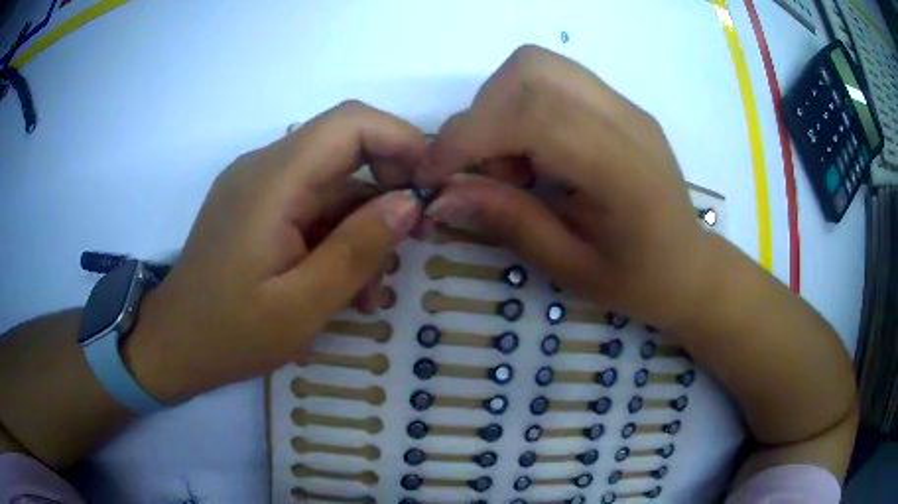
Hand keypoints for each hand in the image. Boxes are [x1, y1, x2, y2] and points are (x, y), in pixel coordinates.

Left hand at [127, 101, 426, 402]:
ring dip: (361, 224)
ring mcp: (257, 186)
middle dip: (388, 186)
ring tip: (371, 289)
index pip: (350, 123)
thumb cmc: (231, 333)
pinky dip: (335, 234)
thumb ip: (357, 249)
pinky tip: (342, 284)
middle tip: (412, 240)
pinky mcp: (255, 206)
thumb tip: (408, 203)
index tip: (430, 186)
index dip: (401, 139)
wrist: (175, 345)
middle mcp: (264, 167)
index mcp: (272, 181)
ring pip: (331, 182)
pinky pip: (309, 203)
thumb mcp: (303, 305)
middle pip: (344, 146)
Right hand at [420, 45, 712, 332]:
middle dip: (482, 114)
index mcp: (622, 168)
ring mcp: (624, 104)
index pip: (532, 115)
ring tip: (510, 161)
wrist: (688, 265)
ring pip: (537, 65)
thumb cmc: (637, 279)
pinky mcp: (618, 103)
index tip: (432, 175)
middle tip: (483, 169)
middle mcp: (624, 118)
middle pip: (530, 70)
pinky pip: (552, 79)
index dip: (468, 136)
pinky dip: (520, 104)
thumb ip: (508, 221)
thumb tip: (440, 196)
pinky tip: (534, 150)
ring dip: (499, 104)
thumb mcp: (569, 267)